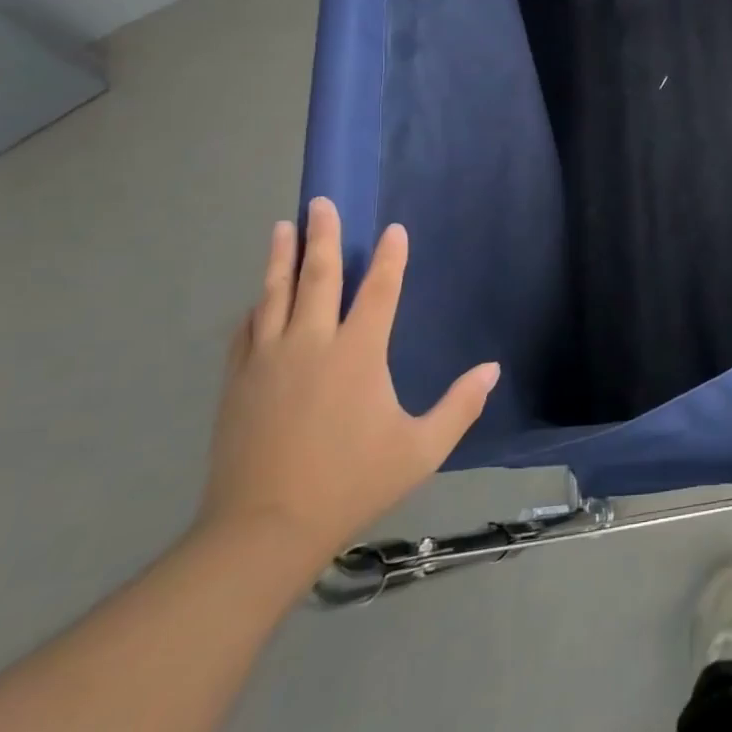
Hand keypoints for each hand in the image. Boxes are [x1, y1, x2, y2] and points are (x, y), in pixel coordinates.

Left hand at [197, 198, 498, 573]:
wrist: (263, 529)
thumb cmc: (352, 483)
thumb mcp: (421, 449)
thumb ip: (460, 406)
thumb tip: (492, 370)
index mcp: (358, 354)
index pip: (379, 290)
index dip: (390, 257)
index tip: (394, 229)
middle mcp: (312, 343)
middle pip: (318, 276)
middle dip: (323, 236)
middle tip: (322, 202)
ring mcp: (268, 360)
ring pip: (275, 294)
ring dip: (281, 258)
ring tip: (283, 226)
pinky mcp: (238, 382)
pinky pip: (247, 330)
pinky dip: (256, 306)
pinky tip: (258, 297)